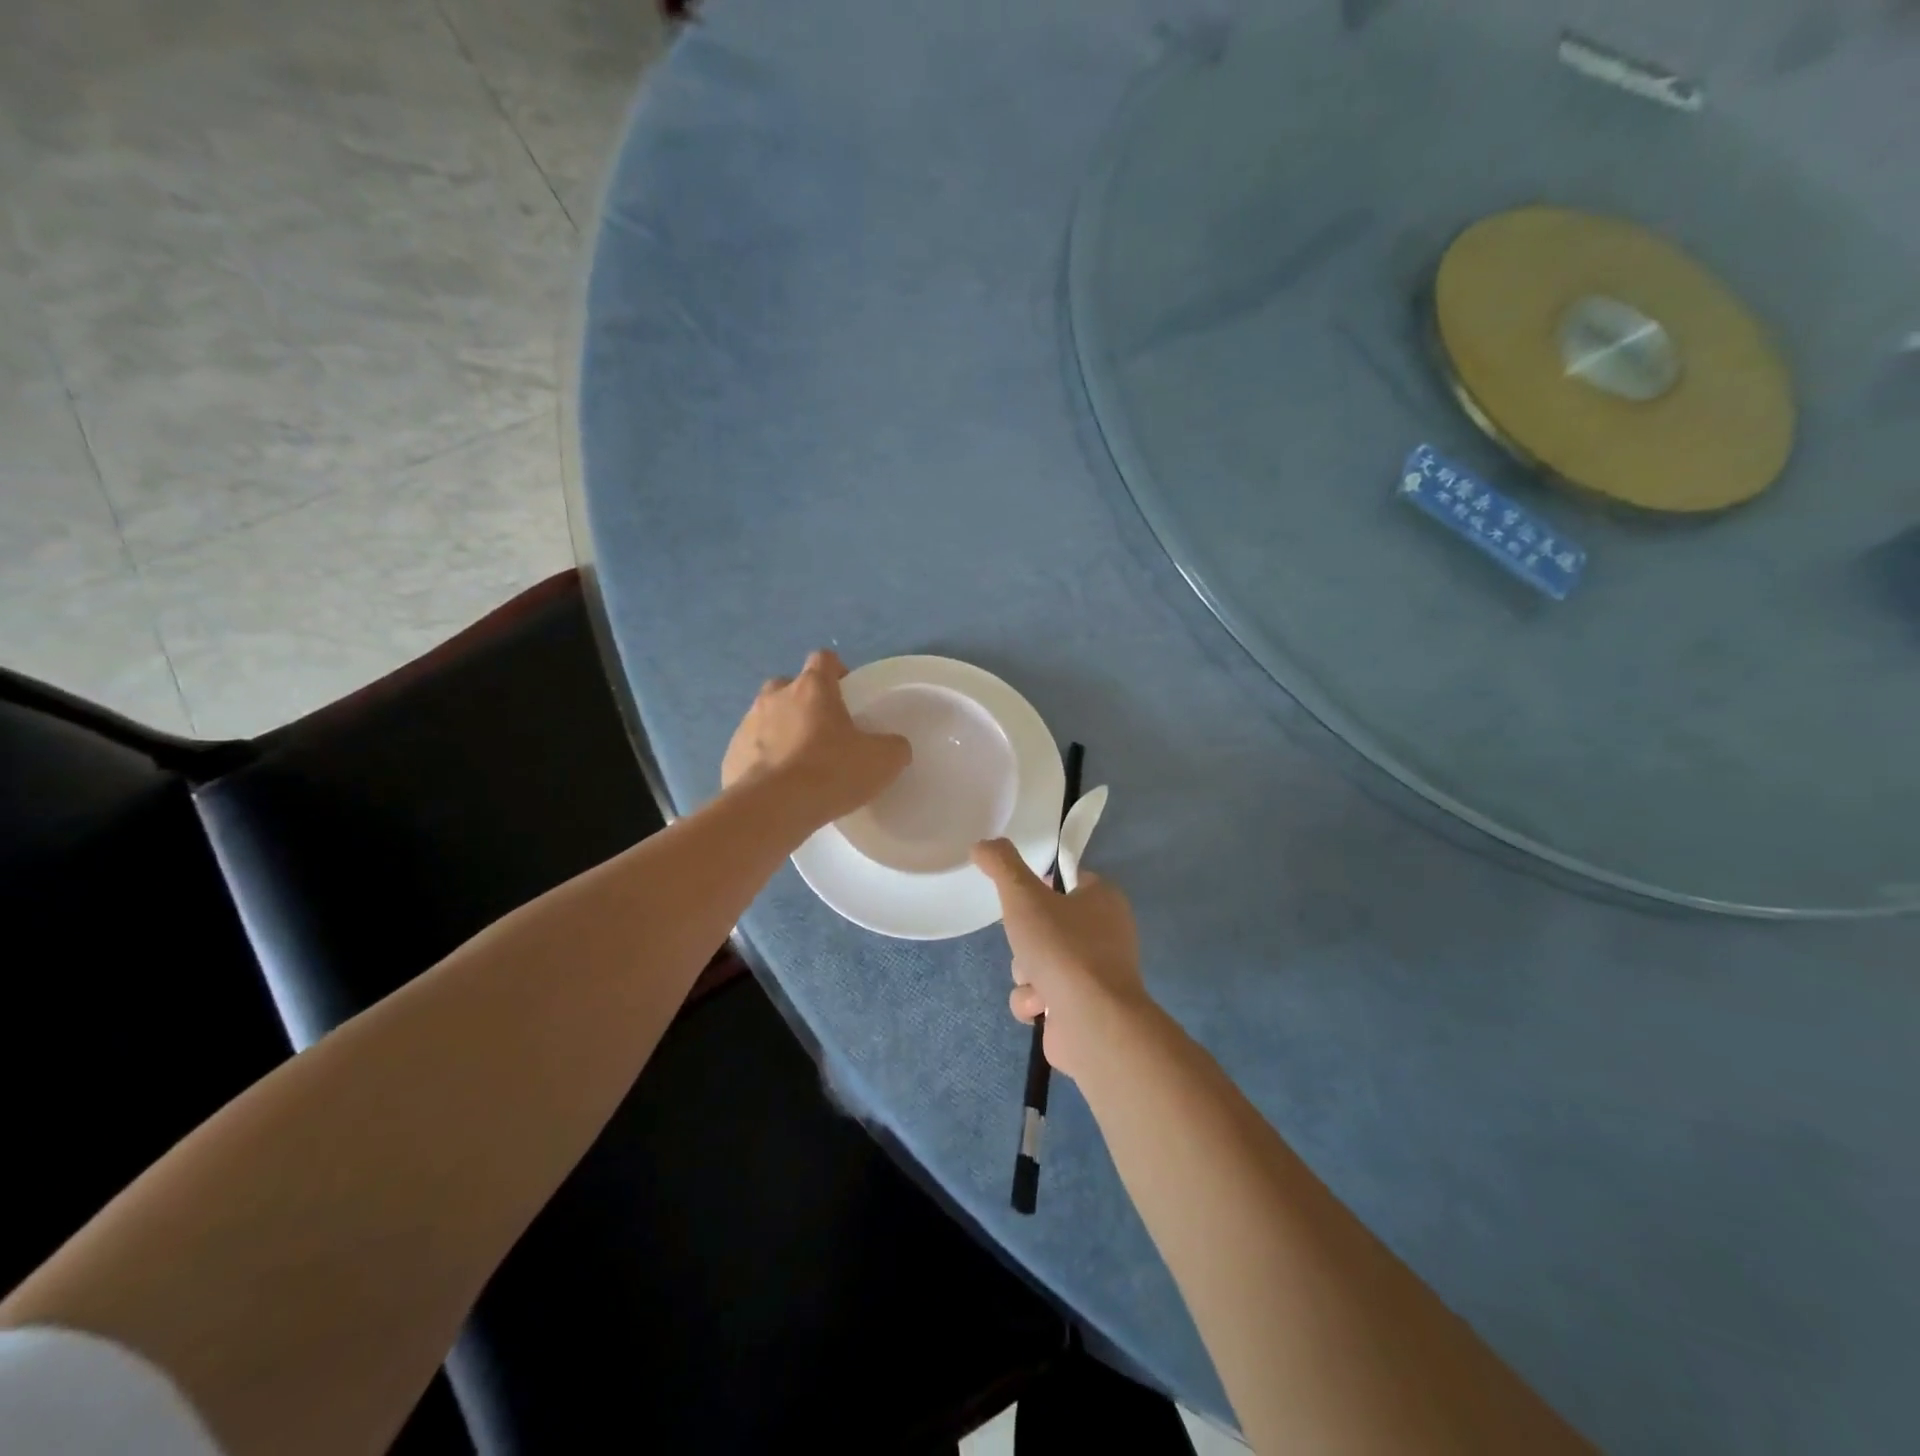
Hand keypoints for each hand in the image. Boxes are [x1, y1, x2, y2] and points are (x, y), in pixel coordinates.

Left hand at [722, 650, 910, 829]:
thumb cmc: (830, 772)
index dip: (837, 672)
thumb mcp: (882, 761)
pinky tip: (778, 786)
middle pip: (789, 686)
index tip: (847, 694)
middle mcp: (775, 697)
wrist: (772, 809)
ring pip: (766, 717)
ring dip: (781, 731)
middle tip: (822, 731)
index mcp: (812, 688)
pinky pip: (750, 750)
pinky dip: (763, 760)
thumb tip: (894, 746)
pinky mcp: (730, 755)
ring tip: (799, 764)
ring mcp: (746, 725)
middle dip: (804, 702)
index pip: (824, 659)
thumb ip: (893, 746)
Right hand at [971, 839, 1149, 1078]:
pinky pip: (1043, 995)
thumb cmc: (1063, 948)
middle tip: (1025, 943)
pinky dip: (1034, 1001)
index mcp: (1104, 899)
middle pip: (1046, 924)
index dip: (1041, 887)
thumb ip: (1001, 865)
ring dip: (1025, 973)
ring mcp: (1096, 974)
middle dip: (1025, 940)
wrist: (1092, 1022)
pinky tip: (1040, 1006)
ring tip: (1035, 982)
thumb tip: (982, 844)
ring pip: (1038, 961)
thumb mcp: (1024, 895)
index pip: (1068, 880)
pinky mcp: (1083, 1008)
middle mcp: (1106, 933)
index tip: (1022, 897)